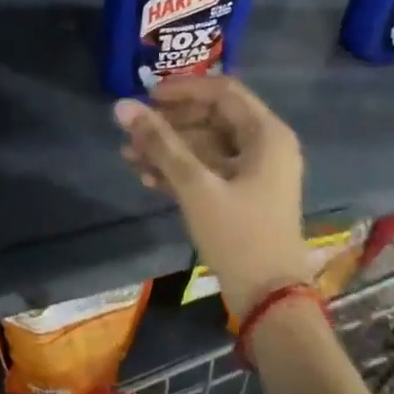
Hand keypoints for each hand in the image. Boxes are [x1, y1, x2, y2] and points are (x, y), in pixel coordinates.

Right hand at [114, 76, 309, 318]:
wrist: (271, 305)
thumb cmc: (239, 236)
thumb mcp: (195, 186)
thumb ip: (160, 143)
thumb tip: (122, 106)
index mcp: (266, 134)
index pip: (222, 90)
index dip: (183, 89)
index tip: (146, 96)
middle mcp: (266, 145)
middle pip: (211, 116)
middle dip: (169, 123)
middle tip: (132, 131)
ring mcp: (256, 171)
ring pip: (207, 144)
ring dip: (169, 148)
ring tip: (130, 157)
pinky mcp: (245, 194)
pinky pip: (210, 168)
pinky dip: (181, 169)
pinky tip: (148, 178)